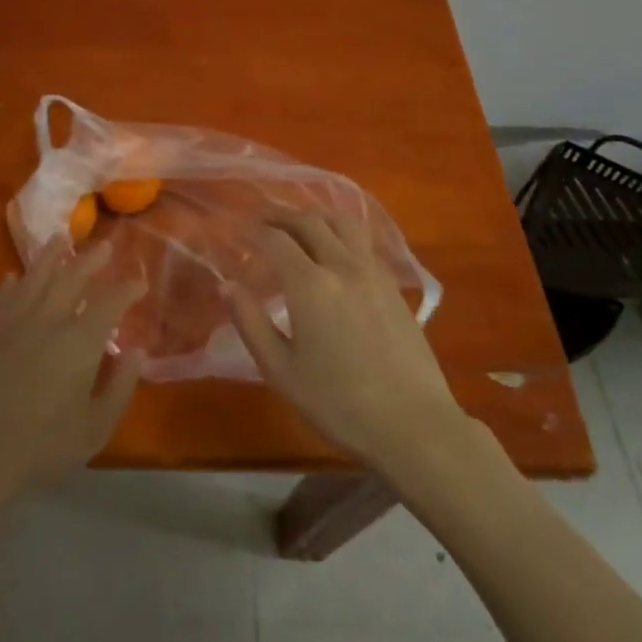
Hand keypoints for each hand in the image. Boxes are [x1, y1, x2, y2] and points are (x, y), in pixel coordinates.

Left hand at [0, 239, 146, 521]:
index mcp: (79, 342)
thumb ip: (119, 388)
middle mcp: (48, 320)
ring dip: (51, 256)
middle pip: (72, 278)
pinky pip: (2, 297)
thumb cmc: (40, 448)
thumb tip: (136, 352)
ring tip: (61, 238)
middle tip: (106, 246)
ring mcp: (13, 323)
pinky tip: (13, 276)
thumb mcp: (94, 429)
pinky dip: (11, 284)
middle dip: (92, 260)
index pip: (110, 303)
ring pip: (35, 277)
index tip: (140, 282)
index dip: (127, 289)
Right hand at [226, 211, 464, 472]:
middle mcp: (342, 265)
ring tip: (297, 229)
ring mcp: (373, 272)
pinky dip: (340, 233)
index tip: (233, 229)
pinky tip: (334, 252)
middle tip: (259, 225)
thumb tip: (227, 285)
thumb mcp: (281, 370)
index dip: (250, 229)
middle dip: (279, 217)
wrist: (413, 425)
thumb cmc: (338, 404)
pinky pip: (362, 241)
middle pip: (308, 222)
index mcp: (310, 285)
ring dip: (314, 217)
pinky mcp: (393, 285)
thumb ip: (251, 322)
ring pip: (341, 223)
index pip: (274, 239)